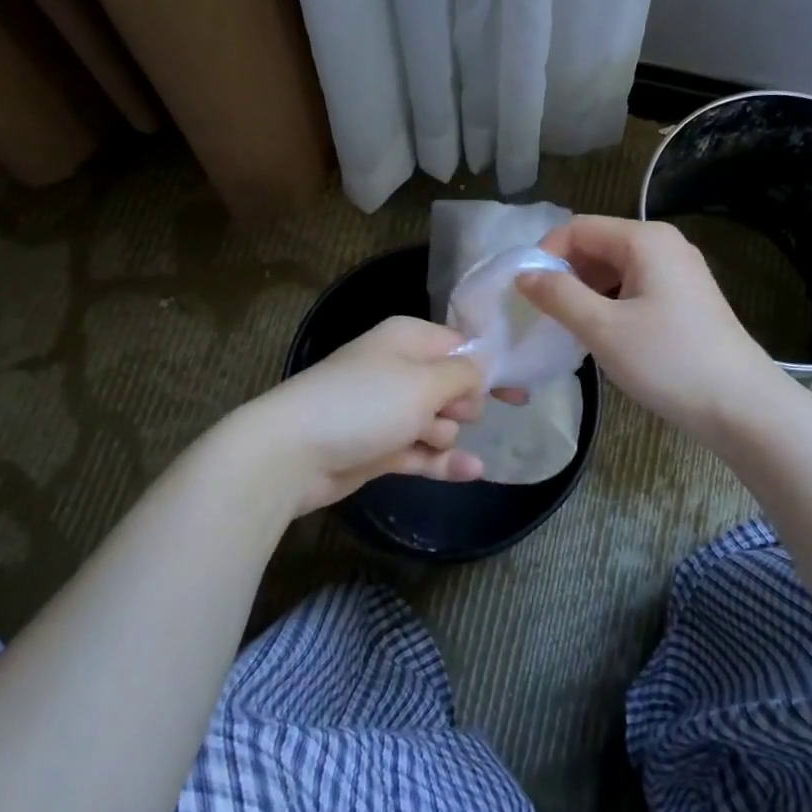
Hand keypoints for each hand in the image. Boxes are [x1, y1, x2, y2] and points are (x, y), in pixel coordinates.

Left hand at [219, 316, 485, 518]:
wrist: (292, 452)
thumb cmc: (364, 404)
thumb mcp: (424, 382)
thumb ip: (463, 375)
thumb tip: (483, 371)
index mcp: (408, 339)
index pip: (460, 346)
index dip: (490, 367)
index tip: (519, 389)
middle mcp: (399, 370)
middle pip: (452, 386)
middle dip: (462, 404)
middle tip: (453, 415)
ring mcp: (388, 412)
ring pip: (438, 423)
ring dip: (443, 434)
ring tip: (424, 437)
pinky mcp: (380, 448)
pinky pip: (423, 452)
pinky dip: (443, 461)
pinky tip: (473, 472)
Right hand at [516, 216, 785, 442]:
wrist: (742, 406)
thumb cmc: (669, 361)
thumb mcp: (603, 329)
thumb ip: (559, 296)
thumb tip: (523, 275)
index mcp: (645, 239)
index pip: (577, 228)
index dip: (545, 255)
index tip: (526, 294)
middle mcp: (664, 244)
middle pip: (597, 245)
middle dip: (565, 274)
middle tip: (544, 315)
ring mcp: (679, 271)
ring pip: (615, 269)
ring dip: (585, 292)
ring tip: (568, 328)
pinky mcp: (685, 298)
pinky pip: (634, 287)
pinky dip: (609, 303)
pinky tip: (601, 335)